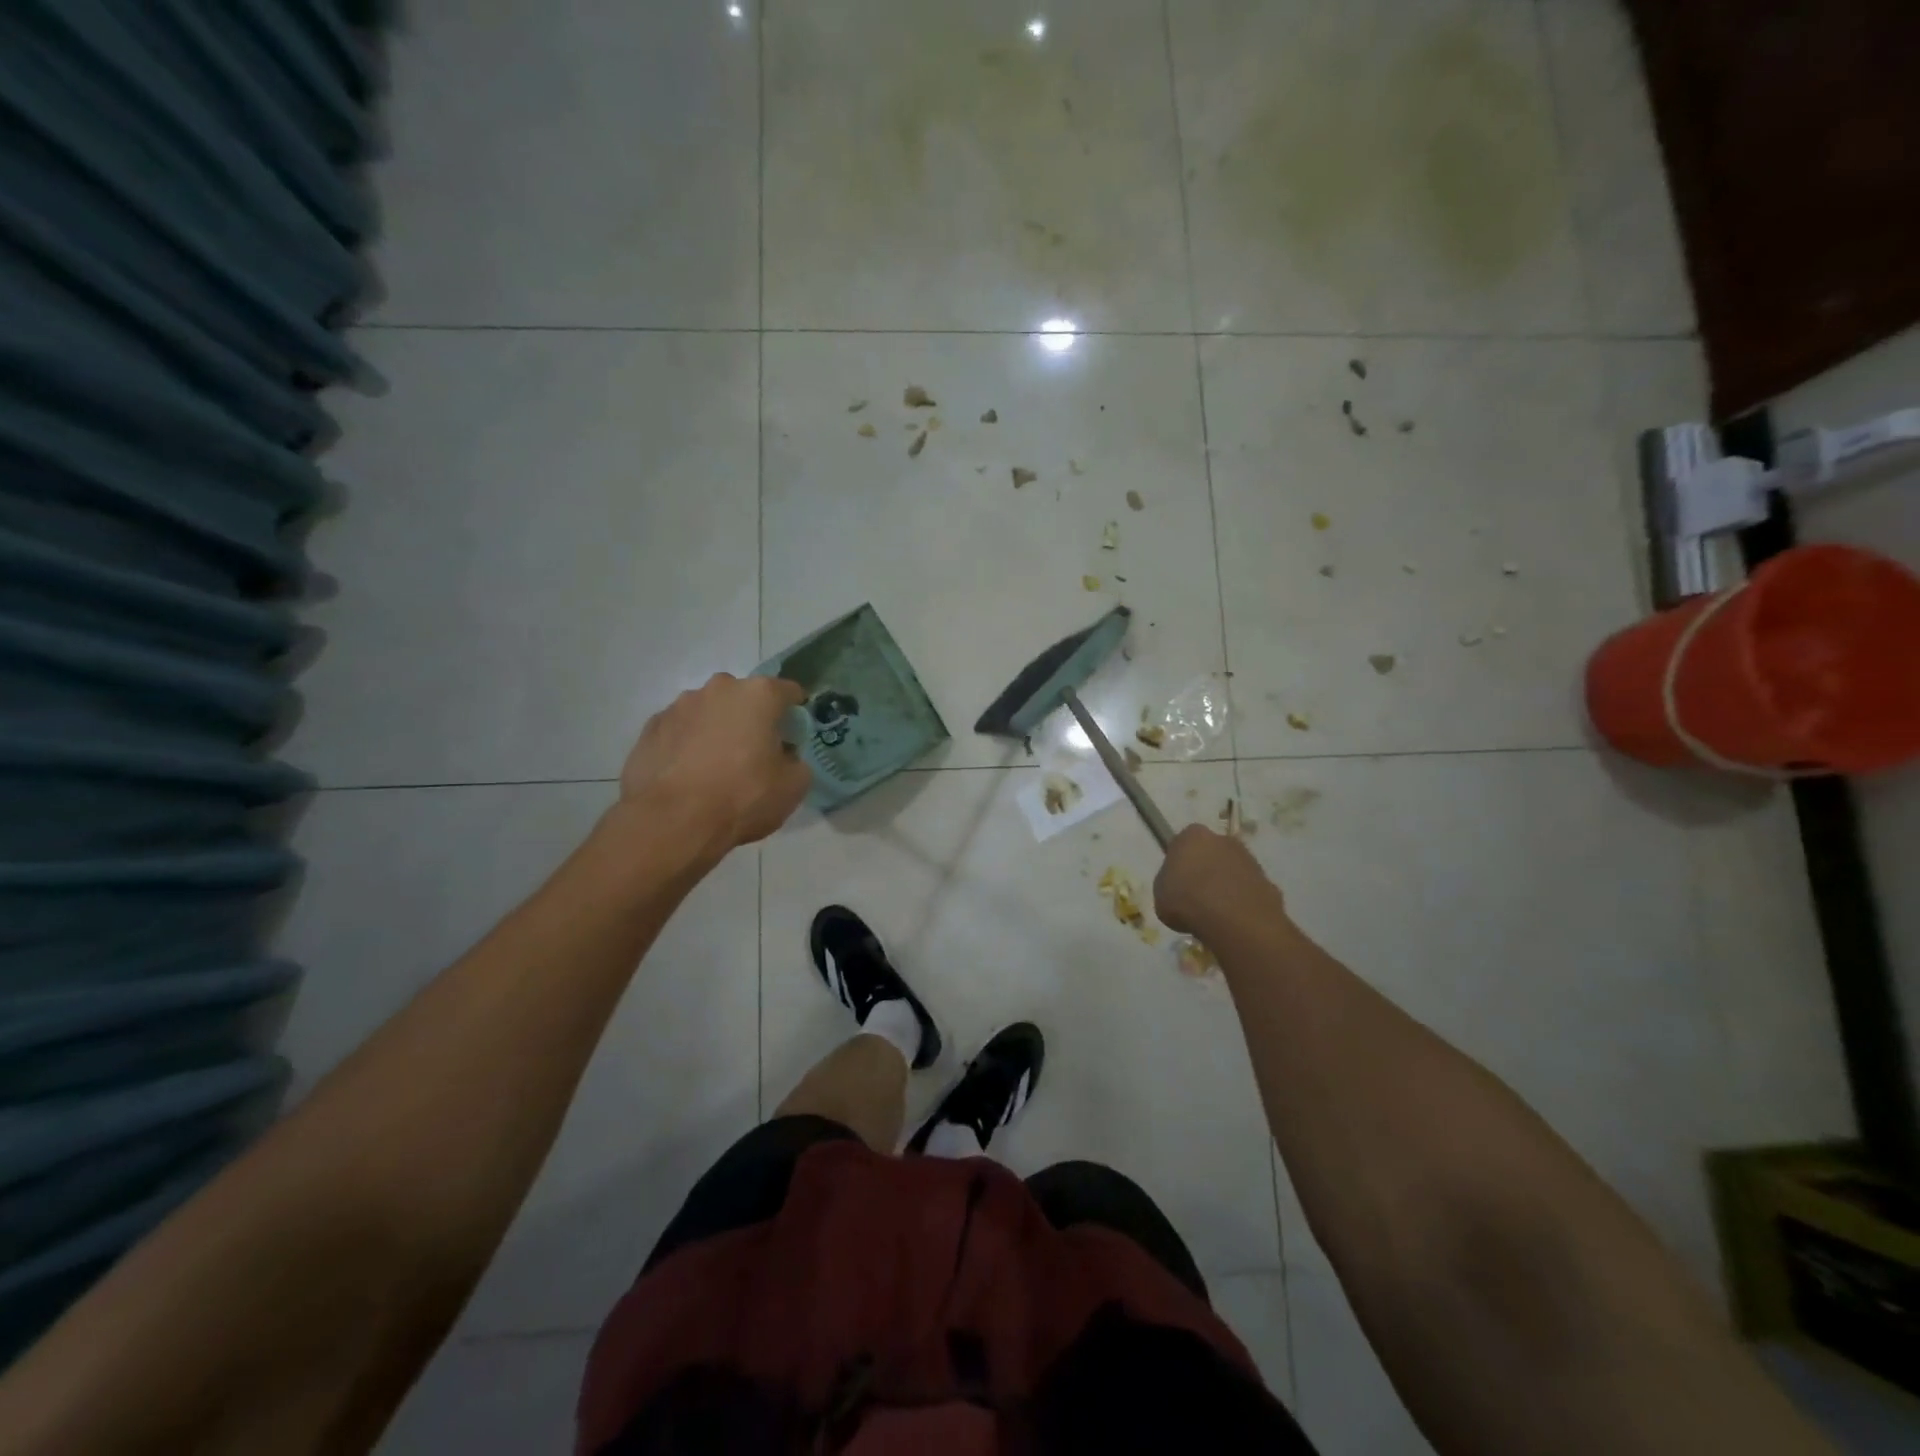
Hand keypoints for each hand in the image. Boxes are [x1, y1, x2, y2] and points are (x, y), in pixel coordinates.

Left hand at [620, 674, 811, 849]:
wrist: (672, 821)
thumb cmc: (742, 796)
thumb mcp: (793, 786)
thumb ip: (796, 762)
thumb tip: (785, 758)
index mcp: (758, 695)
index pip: (788, 691)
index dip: (795, 712)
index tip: (794, 734)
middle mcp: (718, 688)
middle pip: (744, 698)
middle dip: (752, 719)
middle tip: (755, 753)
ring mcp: (679, 705)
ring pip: (709, 712)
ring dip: (716, 730)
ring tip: (716, 767)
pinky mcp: (650, 728)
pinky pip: (680, 731)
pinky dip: (687, 745)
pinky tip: (688, 774)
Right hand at [1153, 825, 1279, 934]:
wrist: (1234, 921)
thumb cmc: (1187, 900)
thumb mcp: (1160, 893)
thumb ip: (1169, 883)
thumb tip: (1179, 885)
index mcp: (1192, 835)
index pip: (1183, 843)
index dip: (1179, 863)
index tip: (1176, 882)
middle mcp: (1223, 840)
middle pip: (1211, 853)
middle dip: (1206, 870)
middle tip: (1196, 897)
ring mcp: (1249, 860)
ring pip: (1232, 871)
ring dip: (1226, 886)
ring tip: (1215, 914)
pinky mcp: (1269, 882)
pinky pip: (1249, 891)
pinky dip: (1243, 902)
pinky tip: (1235, 922)